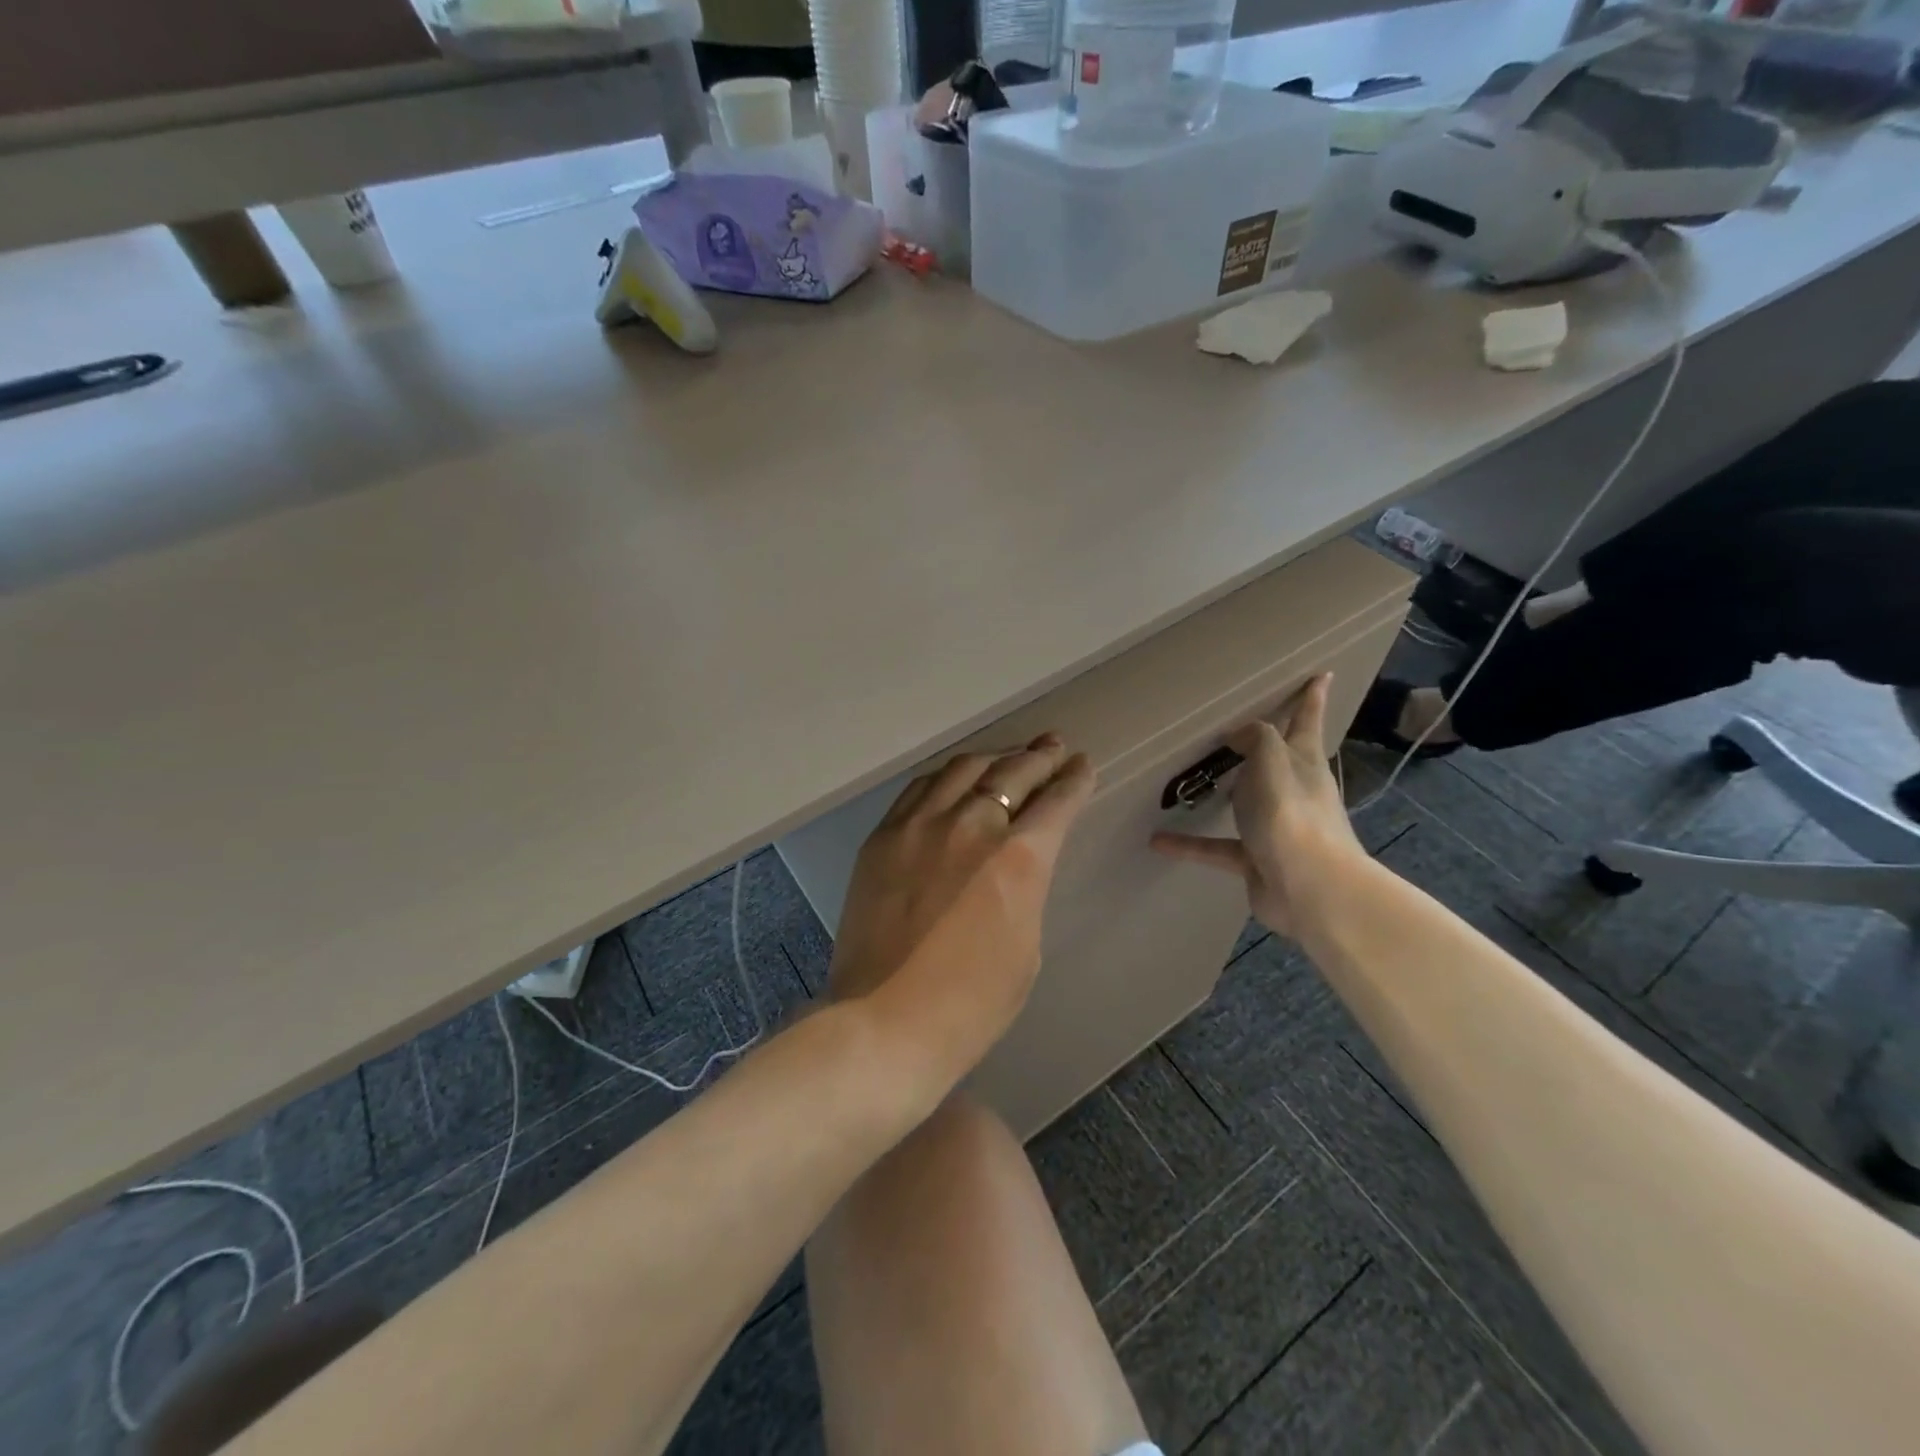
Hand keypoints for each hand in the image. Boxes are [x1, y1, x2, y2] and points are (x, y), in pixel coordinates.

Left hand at [831, 734, 1095, 1084]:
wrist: (886, 1020)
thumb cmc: (972, 1003)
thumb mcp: (1026, 947)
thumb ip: (1024, 889)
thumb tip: (1014, 865)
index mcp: (1019, 858)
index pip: (1057, 802)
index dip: (1074, 780)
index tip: (1082, 764)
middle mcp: (972, 825)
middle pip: (1012, 773)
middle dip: (1039, 757)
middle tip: (1053, 746)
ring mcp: (921, 825)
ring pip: (963, 769)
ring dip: (993, 757)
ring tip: (1008, 754)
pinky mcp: (883, 836)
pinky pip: (920, 788)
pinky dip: (946, 776)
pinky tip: (954, 776)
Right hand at [1149, 674, 1365, 938]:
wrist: (1310, 890)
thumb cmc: (1292, 816)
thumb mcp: (1272, 762)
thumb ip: (1256, 738)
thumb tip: (1238, 733)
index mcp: (1302, 763)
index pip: (1307, 722)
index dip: (1312, 698)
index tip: (1322, 674)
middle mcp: (1292, 791)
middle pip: (1277, 759)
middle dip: (1264, 744)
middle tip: (1237, 727)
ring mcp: (1274, 828)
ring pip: (1244, 802)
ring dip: (1223, 793)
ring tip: (1192, 780)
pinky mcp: (1255, 859)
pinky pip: (1215, 846)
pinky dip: (1188, 844)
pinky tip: (1157, 840)